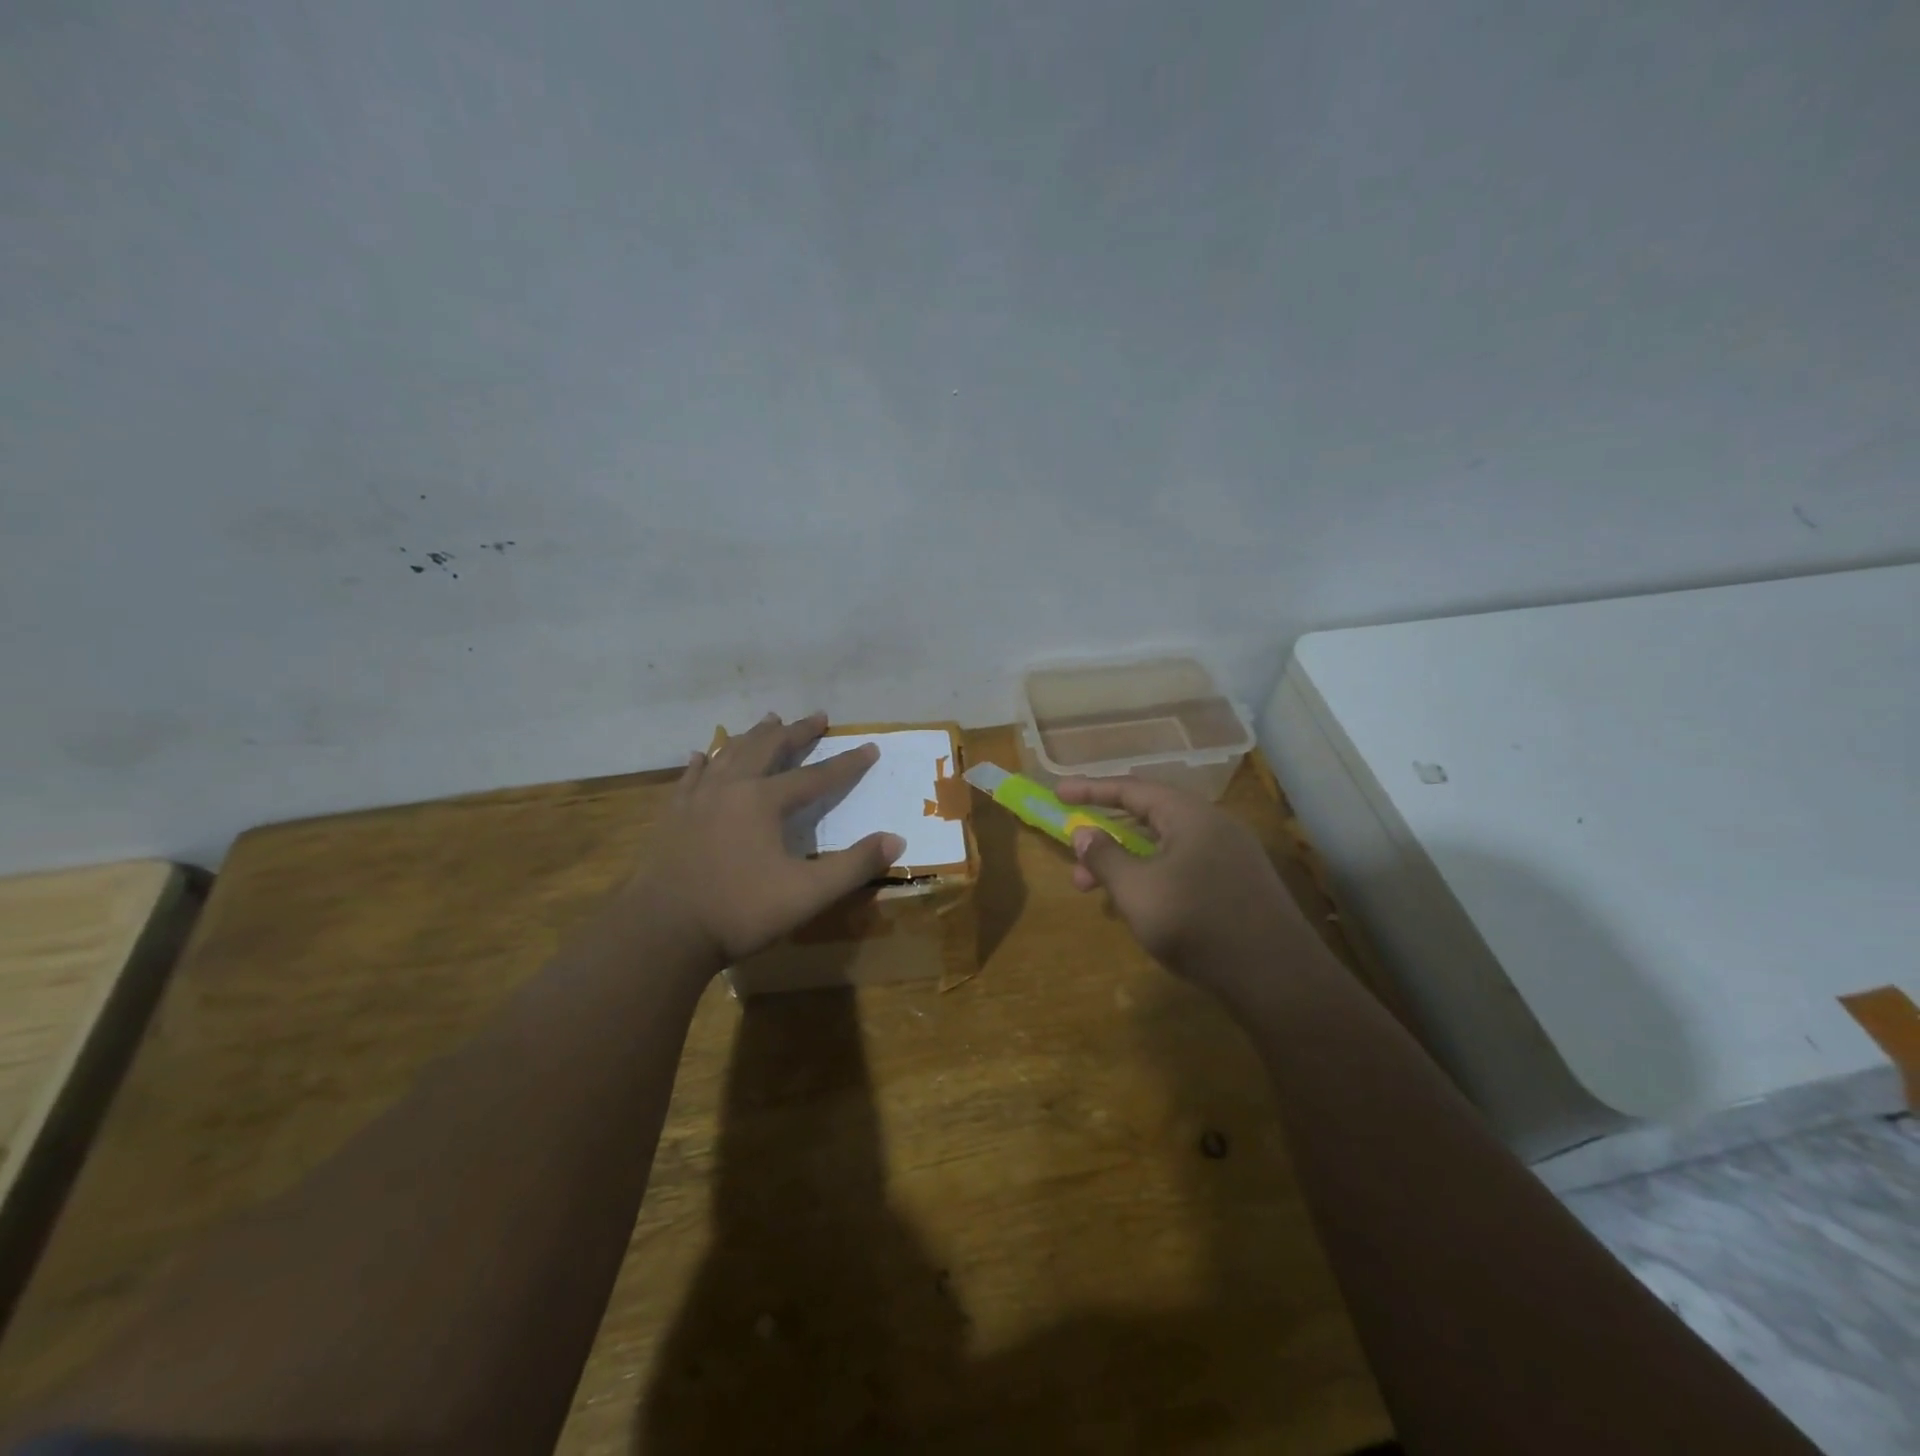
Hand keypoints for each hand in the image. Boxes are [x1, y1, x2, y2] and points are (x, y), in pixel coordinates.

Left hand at [634, 712, 904, 969]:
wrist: (661, 932)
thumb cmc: (739, 911)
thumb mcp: (808, 894)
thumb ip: (854, 866)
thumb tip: (896, 840)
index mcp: (764, 801)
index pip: (816, 776)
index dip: (847, 763)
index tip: (870, 747)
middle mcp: (731, 788)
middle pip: (769, 748)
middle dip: (797, 732)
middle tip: (817, 717)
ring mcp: (696, 799)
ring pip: (729, 754)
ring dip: (754, 735)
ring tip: (769, 720)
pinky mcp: (672, 816)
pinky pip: (690, 776)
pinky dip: (704, 761)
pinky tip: (703, 754)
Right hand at [1058, 774, 1305, 988]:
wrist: (1278, 980)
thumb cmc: (1197, 923)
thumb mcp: (1137, 890)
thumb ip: (1105, 857)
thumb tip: (1084, 832)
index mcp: (1190, 815)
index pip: (1132, 789)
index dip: (1091, 790)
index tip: (1059, 793)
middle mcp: (1214, 827)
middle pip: (1150, 817)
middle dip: (1107, 837)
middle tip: (1075, 861)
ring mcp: (1231, 857)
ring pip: (1166, 848)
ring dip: (1128, 864)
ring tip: (1099, 894)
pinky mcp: (1240, 887)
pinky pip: (1185, 868)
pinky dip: (1154, 878)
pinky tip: (1141, 909)